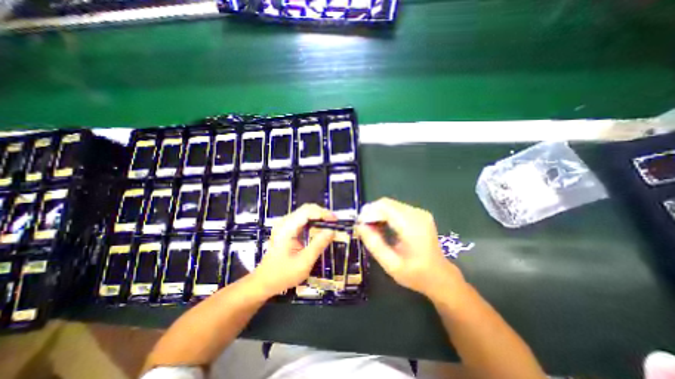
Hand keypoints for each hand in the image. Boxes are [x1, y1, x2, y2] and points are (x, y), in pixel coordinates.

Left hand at [251, 202, 335, 296]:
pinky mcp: (287, 229)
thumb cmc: (282, 274)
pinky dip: (313, 222)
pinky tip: (320, 230)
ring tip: (330, 225)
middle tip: (334, 223)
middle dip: (322, 214)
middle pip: (307, 209)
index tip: (335, 221)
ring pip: (306, 213)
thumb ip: (318, 245)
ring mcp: (285, 225)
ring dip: (319, 217)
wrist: (264, 282)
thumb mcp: (304, 263)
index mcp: (286, 228)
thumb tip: (331, 231)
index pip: (307, 211)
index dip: (323, 213)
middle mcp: (285, 222)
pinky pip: (303, 220)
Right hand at [355, 197, 467, 300]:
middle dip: (371, 212)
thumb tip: (359, 226)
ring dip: (378, 213)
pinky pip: (396, 208)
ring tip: (372, 229)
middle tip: (364, 228)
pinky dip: (386, 215)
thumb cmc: (416, 274)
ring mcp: (420, 212)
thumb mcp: (391, 264)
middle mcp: (417, 214)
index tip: (359, 225)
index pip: (384, 207)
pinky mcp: (419, 214)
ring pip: (390, 204)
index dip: (368, 212)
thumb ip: (374, 244)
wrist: (440, 276)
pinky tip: (383, 227)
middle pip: (386, 203)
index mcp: (412, 226)